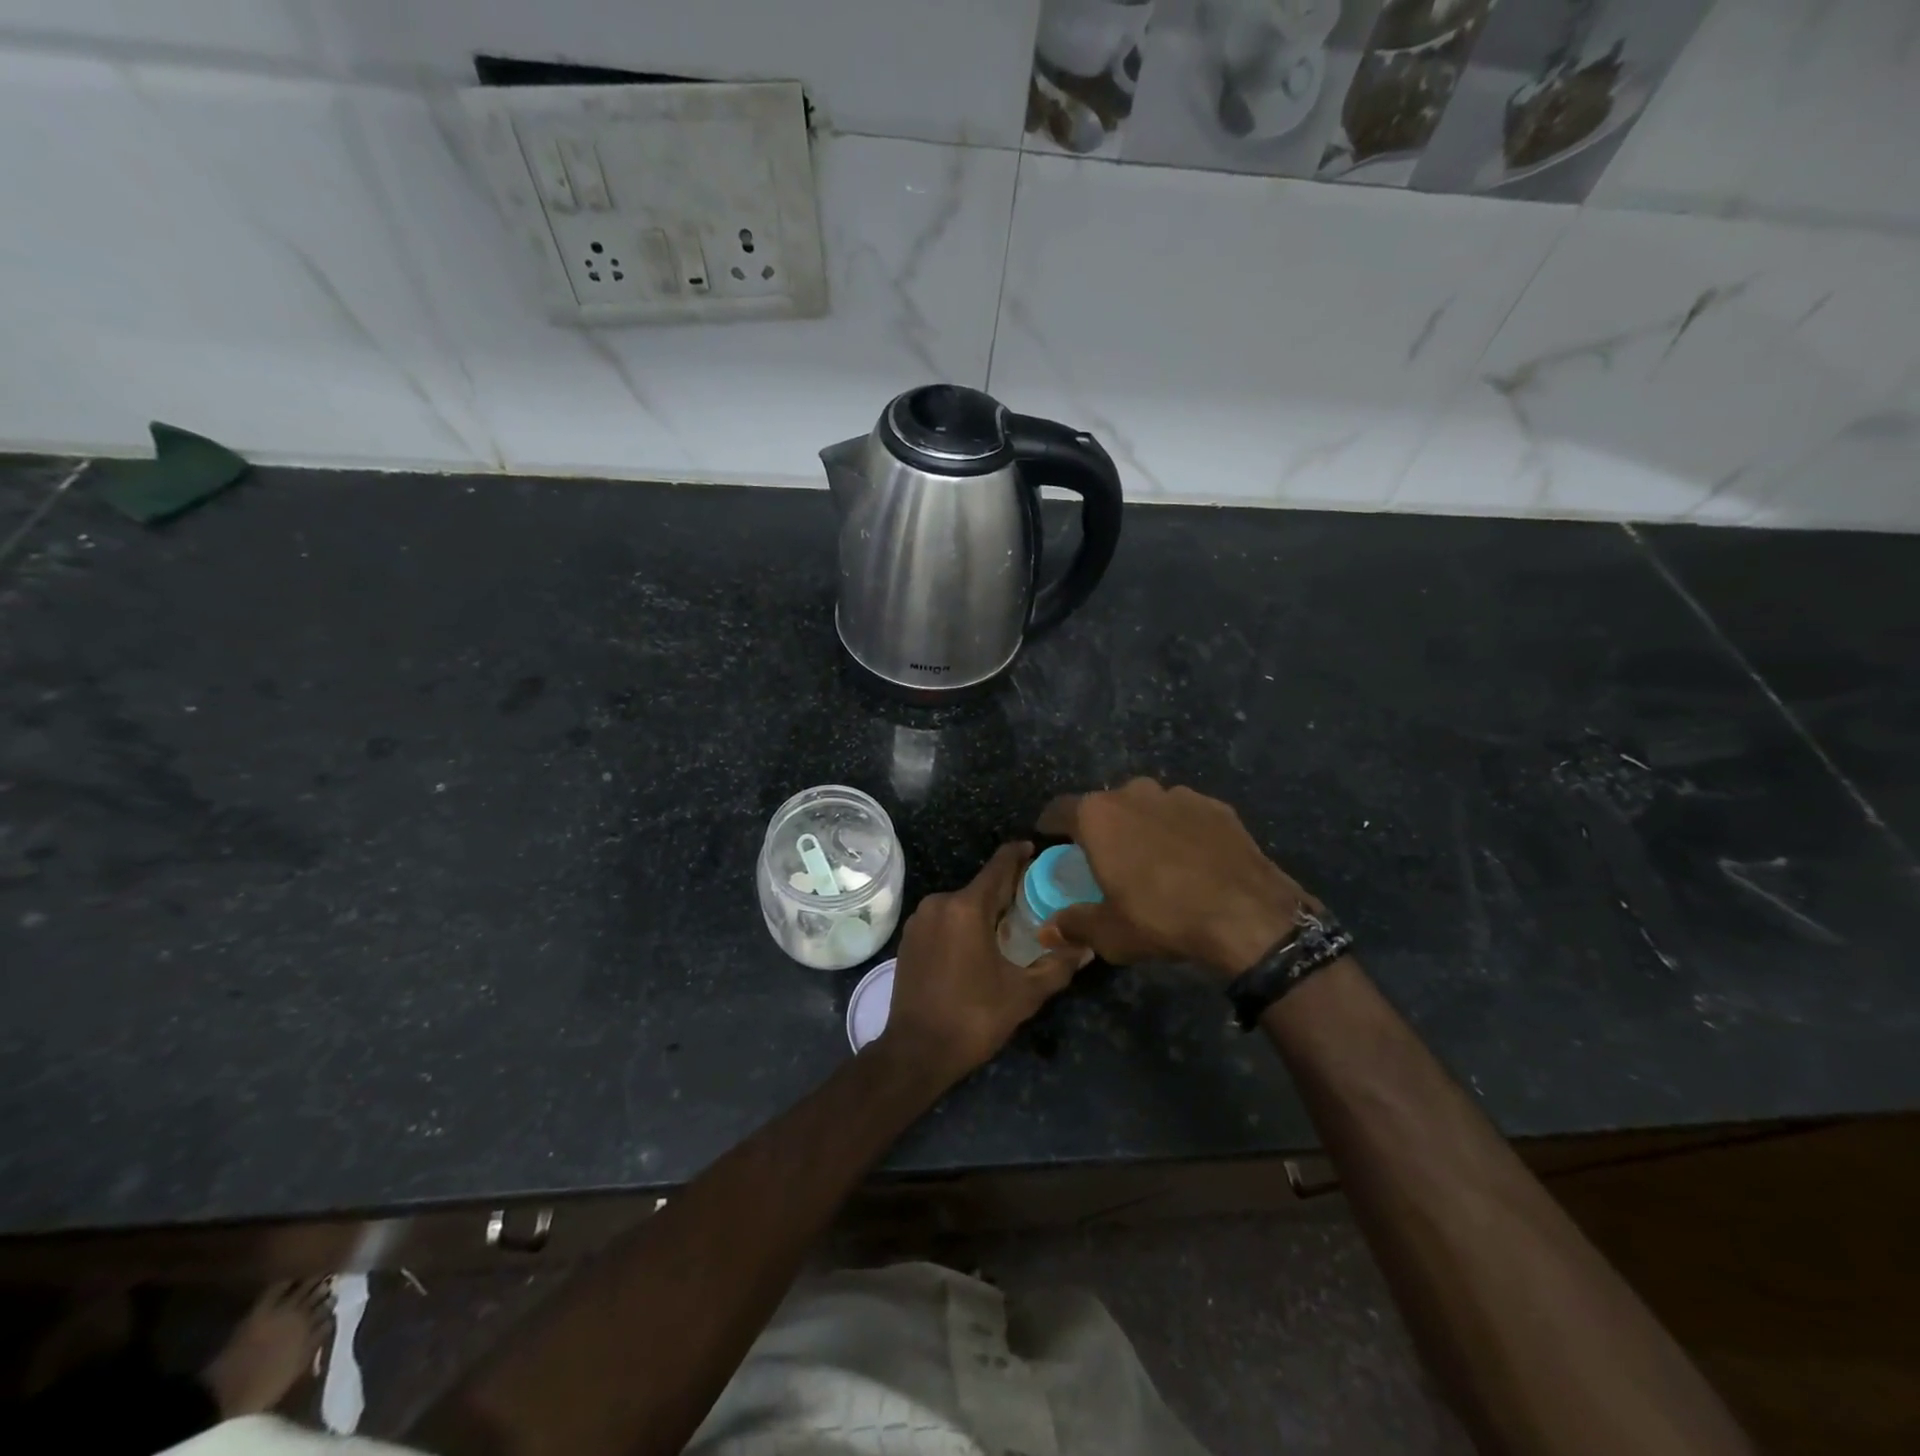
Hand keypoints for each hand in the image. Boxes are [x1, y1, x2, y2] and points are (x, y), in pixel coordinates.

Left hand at [881, 842, 1088, 1082]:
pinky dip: (963, 922)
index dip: (1019, 854)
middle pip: (981, 885)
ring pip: (961, 902)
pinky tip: (979, 942)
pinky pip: (944, 918)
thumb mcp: (1024, 994)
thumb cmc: (973, 1018)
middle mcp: (940, 903)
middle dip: (1007, 888)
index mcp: (967, 907)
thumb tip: (1087, 948)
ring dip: (985, 907)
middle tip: (1035, 897)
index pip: (999, 865)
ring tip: (1010, 923)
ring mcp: (919, 920)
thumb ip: (1057, 965)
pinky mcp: (909, 937)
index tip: (1037, 849)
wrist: (915, 1052)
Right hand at [1036, 778, 1315, 976]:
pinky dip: (1181, 831)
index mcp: (1098, 815)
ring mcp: (1179, 795)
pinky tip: (1192, 861)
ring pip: (1148, 806)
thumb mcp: (1109, 933)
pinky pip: (1185, 815)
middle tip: (1108, 860)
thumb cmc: (1162, 918)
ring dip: (1144, 826)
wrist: (1248, 915)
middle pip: (1106, 805)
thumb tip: (1047, 929)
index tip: (1053, 842)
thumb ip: (1073, 924)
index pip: (1060, 809)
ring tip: (1154, 860)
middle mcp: (1134, 792)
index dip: (1052, 826)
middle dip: (1103, 828)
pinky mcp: (1216, 806)